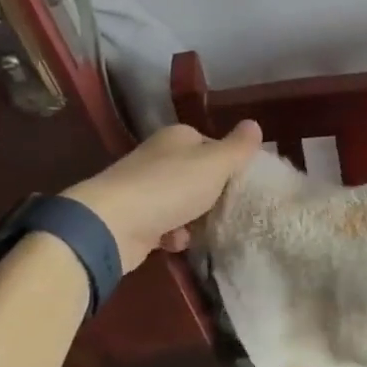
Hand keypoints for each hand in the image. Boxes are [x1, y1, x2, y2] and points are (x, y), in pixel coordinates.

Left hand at [61, 120, 262, 267]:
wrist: (111, 225)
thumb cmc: (170, 187)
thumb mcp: (215, 164)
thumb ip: (238, 147)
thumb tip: (254, 124)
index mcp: (178, 137)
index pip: (212, 144)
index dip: (229, 163)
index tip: (243, 183)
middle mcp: (159, 157)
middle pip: (197, 174)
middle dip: (212, 194)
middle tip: (230, 209)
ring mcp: (143, 188)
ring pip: (181, 201)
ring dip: (194, 217)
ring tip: (206, 229)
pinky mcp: (133, 218)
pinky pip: (163, 225)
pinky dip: (173, 235)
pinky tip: (177, 243)